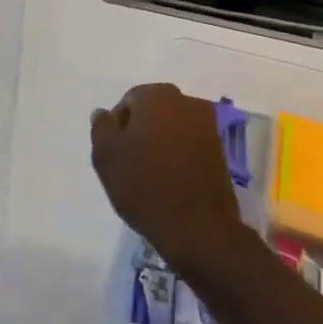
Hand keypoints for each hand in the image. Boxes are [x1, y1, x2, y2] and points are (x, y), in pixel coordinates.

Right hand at [90, 83, 247, 279]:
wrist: (197, 227)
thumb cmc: (145, 186)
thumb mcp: (106, 157)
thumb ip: (101, 128)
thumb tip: (104, 113)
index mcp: (158, 96)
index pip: (129, 101)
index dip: (117, 127)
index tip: (116, 154)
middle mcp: (187, 102)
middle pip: (154, 110)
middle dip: (141, 131)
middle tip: (130, 163)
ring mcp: (208, 125)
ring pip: (173, 127)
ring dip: (161, 142)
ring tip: (152, 174)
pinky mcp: (221, 150)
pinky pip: (190, 144)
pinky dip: (179, 154)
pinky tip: (172, 180)